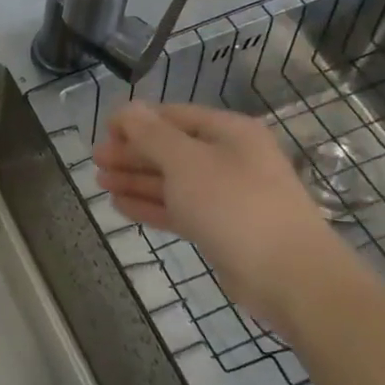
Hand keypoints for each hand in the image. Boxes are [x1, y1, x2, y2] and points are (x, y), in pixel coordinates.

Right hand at [93, 101, 345, 326]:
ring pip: (172, 181)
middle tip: (96, 161)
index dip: (135, 121)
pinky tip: (121, 206)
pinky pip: (179, 209)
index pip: (172, 115)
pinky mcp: (221, 228)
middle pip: (170, 148)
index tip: (103, 133)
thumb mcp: (186, 162)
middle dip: (132, 153)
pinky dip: (150, 205)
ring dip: (136, 179)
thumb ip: (151, 135)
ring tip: (100, 183)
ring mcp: (226, 195)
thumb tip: (127, 109)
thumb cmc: (234, 205)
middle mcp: (229, 158)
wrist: (288, 275)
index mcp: (228, 132)